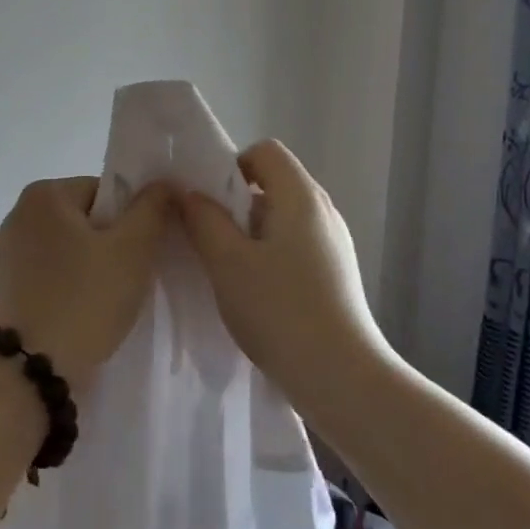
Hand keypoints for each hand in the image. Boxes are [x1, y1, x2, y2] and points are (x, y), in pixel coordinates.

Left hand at [0, 176, 172, 388]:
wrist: (36, 369)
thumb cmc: (86, 299)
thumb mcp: (132, 249)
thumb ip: (152, 208)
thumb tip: (164, 182)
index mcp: (44, 193)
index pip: (106, 190)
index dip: (132, 218)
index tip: (142, 251)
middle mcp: (20, 212)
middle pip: (88, 216)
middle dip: (113, 241)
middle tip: (131, 274)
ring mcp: (10, 248)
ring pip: (72, 244)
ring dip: (95, 262)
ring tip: (111, 294)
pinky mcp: (10, 281)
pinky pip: (55, 268)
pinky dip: (74, 280)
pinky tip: (88, 306)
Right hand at [177, 140, 389, 403]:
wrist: (340, 376)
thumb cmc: (279, 310)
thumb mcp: (226, 261)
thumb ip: (203, 219)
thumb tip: (189, 193)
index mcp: (301, 197)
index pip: (265, 152)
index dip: (231, 166)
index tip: (208, 202)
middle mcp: (323, 211)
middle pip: (274, 183)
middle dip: (235, 202)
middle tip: (208, 235)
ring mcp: (334, 243)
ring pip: (282, 217)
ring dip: (249, 232)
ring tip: (226, 268)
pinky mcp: (336, 273)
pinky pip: (295, 244)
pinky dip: (269, 254)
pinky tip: (254, 291)